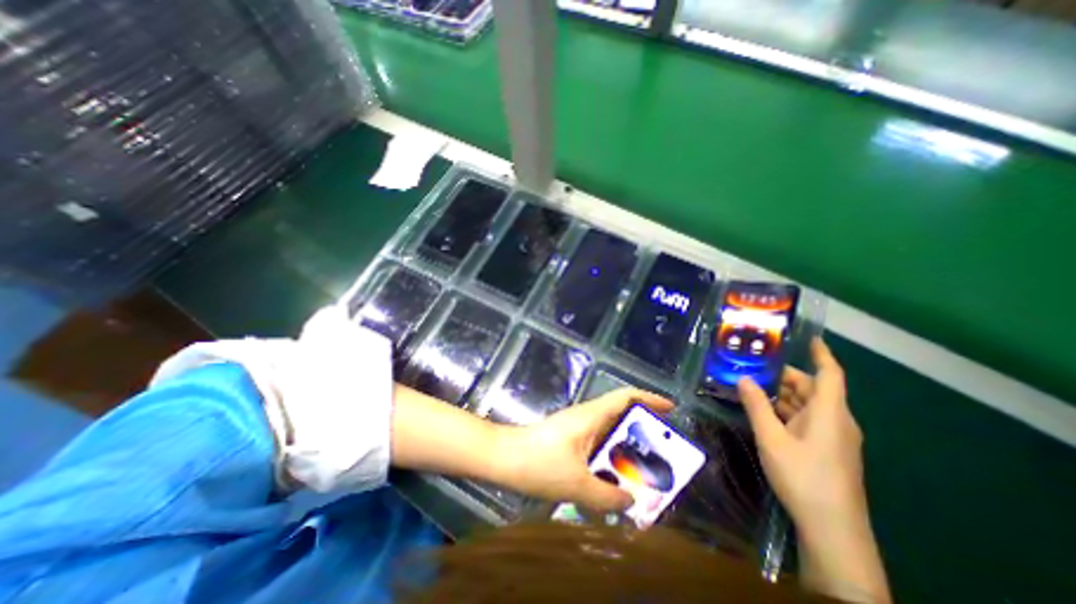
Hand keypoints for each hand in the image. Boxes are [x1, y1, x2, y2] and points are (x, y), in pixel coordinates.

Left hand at [494, 389, 669, 512]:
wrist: (504, 458)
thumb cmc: (540, 463)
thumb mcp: (577, 484)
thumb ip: (607, 495)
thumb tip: (630, 500)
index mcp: (592, 416)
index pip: (625, 397)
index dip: (649, 398)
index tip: (670, 410)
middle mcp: (587, 417)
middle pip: (621, 415)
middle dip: (644, 432)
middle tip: (664, 455)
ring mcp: (577, 428)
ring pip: (610, 432)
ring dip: (627, 449)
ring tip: (644, 473)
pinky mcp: (570, 440)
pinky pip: (598, 444)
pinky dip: (610, 458)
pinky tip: (613, 479)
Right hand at [742, 339, 891, 603]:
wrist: (833, 529)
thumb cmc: (803, 477)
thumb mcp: (772, 438)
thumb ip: (757, 406)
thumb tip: (743, 379)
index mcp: (829, 413)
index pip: (830, 374)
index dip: (822, 353)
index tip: (809, 338)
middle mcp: (836, 420)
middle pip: (812, 388)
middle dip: (784, 376)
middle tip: (753, 367)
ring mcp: (833, 436)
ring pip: (807, 405)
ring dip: (781, 394)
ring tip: (751, 386)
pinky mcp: (827, 449)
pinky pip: (806, 419)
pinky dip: (785, 411)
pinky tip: (764, 412)